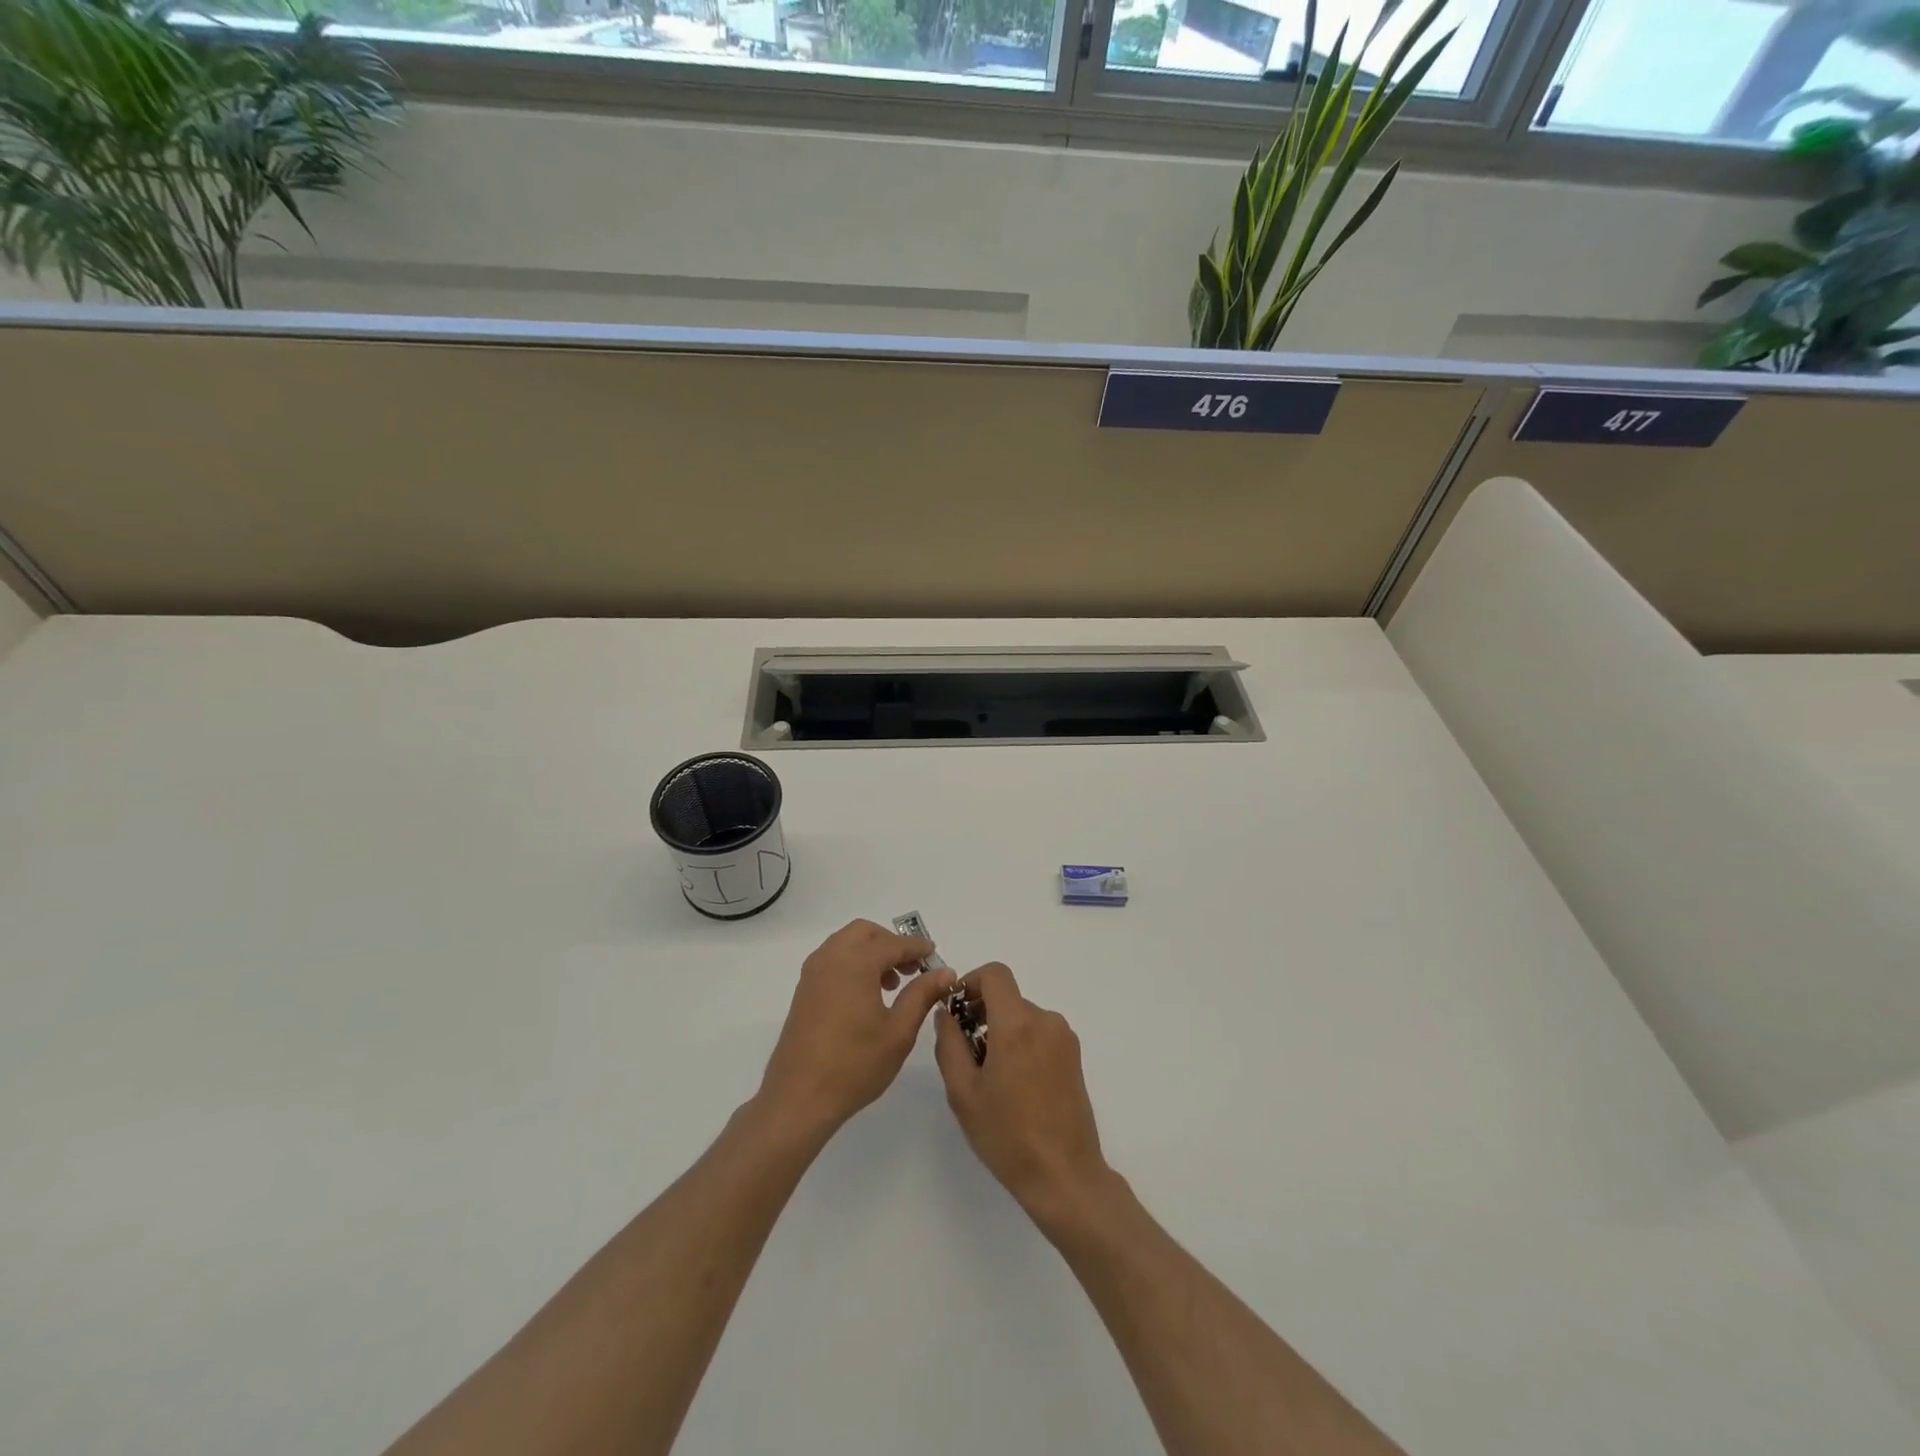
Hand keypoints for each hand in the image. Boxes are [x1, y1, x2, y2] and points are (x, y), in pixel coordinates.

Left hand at [758, 919, 956, 1137]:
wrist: (799, 1098)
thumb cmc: (855, 1064)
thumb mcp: (899, 1031)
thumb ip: (923, 995)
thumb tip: (945, 972)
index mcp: (856, 963)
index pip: (893, 943)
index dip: (917, 948)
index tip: (936, 957)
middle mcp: (830, 958)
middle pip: (865, 932)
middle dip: (891, 943)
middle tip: (912, 968)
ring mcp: (812, 973)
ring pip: (846, 943)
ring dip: (871, 952)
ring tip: (892, 984)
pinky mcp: (803, 991)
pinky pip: (832, 960)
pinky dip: (853, 963)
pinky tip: (866, 995)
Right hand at [934, 962, 1110, 1227]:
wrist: (1064, 1175)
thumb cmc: (1007, 1135)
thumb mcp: (963, 1092)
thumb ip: (949, 1043)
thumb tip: (946, 1013)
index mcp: (1017, 1023)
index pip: (995, 974)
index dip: (971, 982)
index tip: (957, 1010)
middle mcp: (1046, 1020)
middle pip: (1007, 998)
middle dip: (982, 1014)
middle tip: (967, 1054)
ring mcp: (1064, 1038)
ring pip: (1023, 1017)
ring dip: (1002, 1031)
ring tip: (990, 1077)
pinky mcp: (1074, 1056)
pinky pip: (1040, 1033)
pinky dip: (1021, 1043)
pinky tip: (1014, 1085)